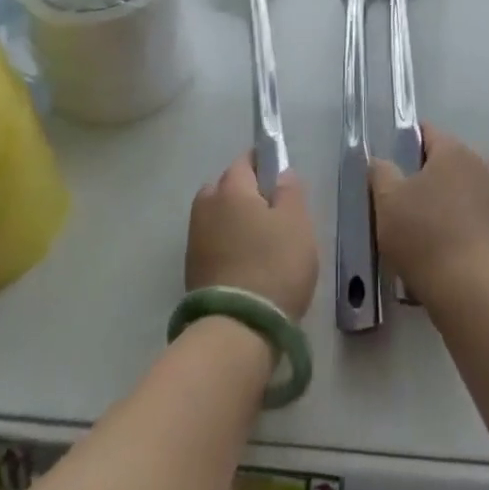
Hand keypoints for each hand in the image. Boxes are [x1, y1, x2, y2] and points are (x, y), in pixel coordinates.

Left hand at [187, 154, 318, 320]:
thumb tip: (281, 174)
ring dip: (234, 220)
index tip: (279, 178)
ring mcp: (195, 239)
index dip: (263, 164)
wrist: (237, 328)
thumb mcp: (297, 223)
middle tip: (272, 210)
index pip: (245, 161)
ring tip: (260, 239)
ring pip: (217, 215)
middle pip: (225, 186)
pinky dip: (227, 243)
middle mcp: (206, 206)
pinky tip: (246, 261)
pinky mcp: (192, 269)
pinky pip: (213, 241)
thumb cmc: (274, 265)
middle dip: (245, 191)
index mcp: (231, 188)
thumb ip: (290, 191)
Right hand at [368, 125, 488, 307]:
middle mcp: (480, 162)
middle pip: (443, 159)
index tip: (388, 170)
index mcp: (454, 149)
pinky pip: (469, 210)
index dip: (403, 145)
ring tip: (416, 227)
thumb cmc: (424, 235)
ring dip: (439, 198)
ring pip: (457, 186)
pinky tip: (438, 243)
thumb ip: (380, 171)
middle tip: (398, 201)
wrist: (471, 288)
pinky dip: (454, 219)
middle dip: (421, 174)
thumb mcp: (387, 200)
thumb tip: (381, 162)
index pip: (426, 132)